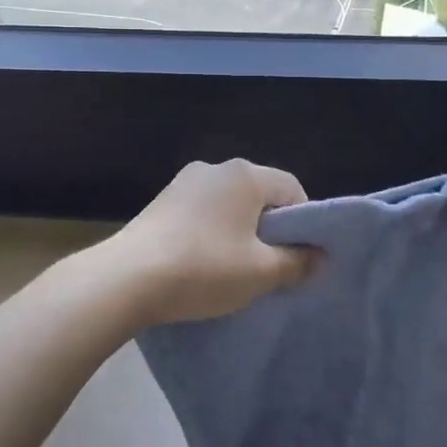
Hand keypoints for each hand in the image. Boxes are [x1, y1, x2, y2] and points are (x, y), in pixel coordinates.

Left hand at [100, 159, 317, 327]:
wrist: (126, 278)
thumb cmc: (204, 268)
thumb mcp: (260, 272)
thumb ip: (297, 263)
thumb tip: (321, 258)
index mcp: (245, 174)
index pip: (292, 189)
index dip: (304, 223)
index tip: (299, 257)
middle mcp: (215, 168)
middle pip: (260, 195)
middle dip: (271, 229)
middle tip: (270, 266)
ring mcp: (184, 182)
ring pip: (229, 205)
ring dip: (240, 232)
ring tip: (235, 269)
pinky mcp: (161, 202)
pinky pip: (202, 212)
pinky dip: (212, 233)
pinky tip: (203, 263)